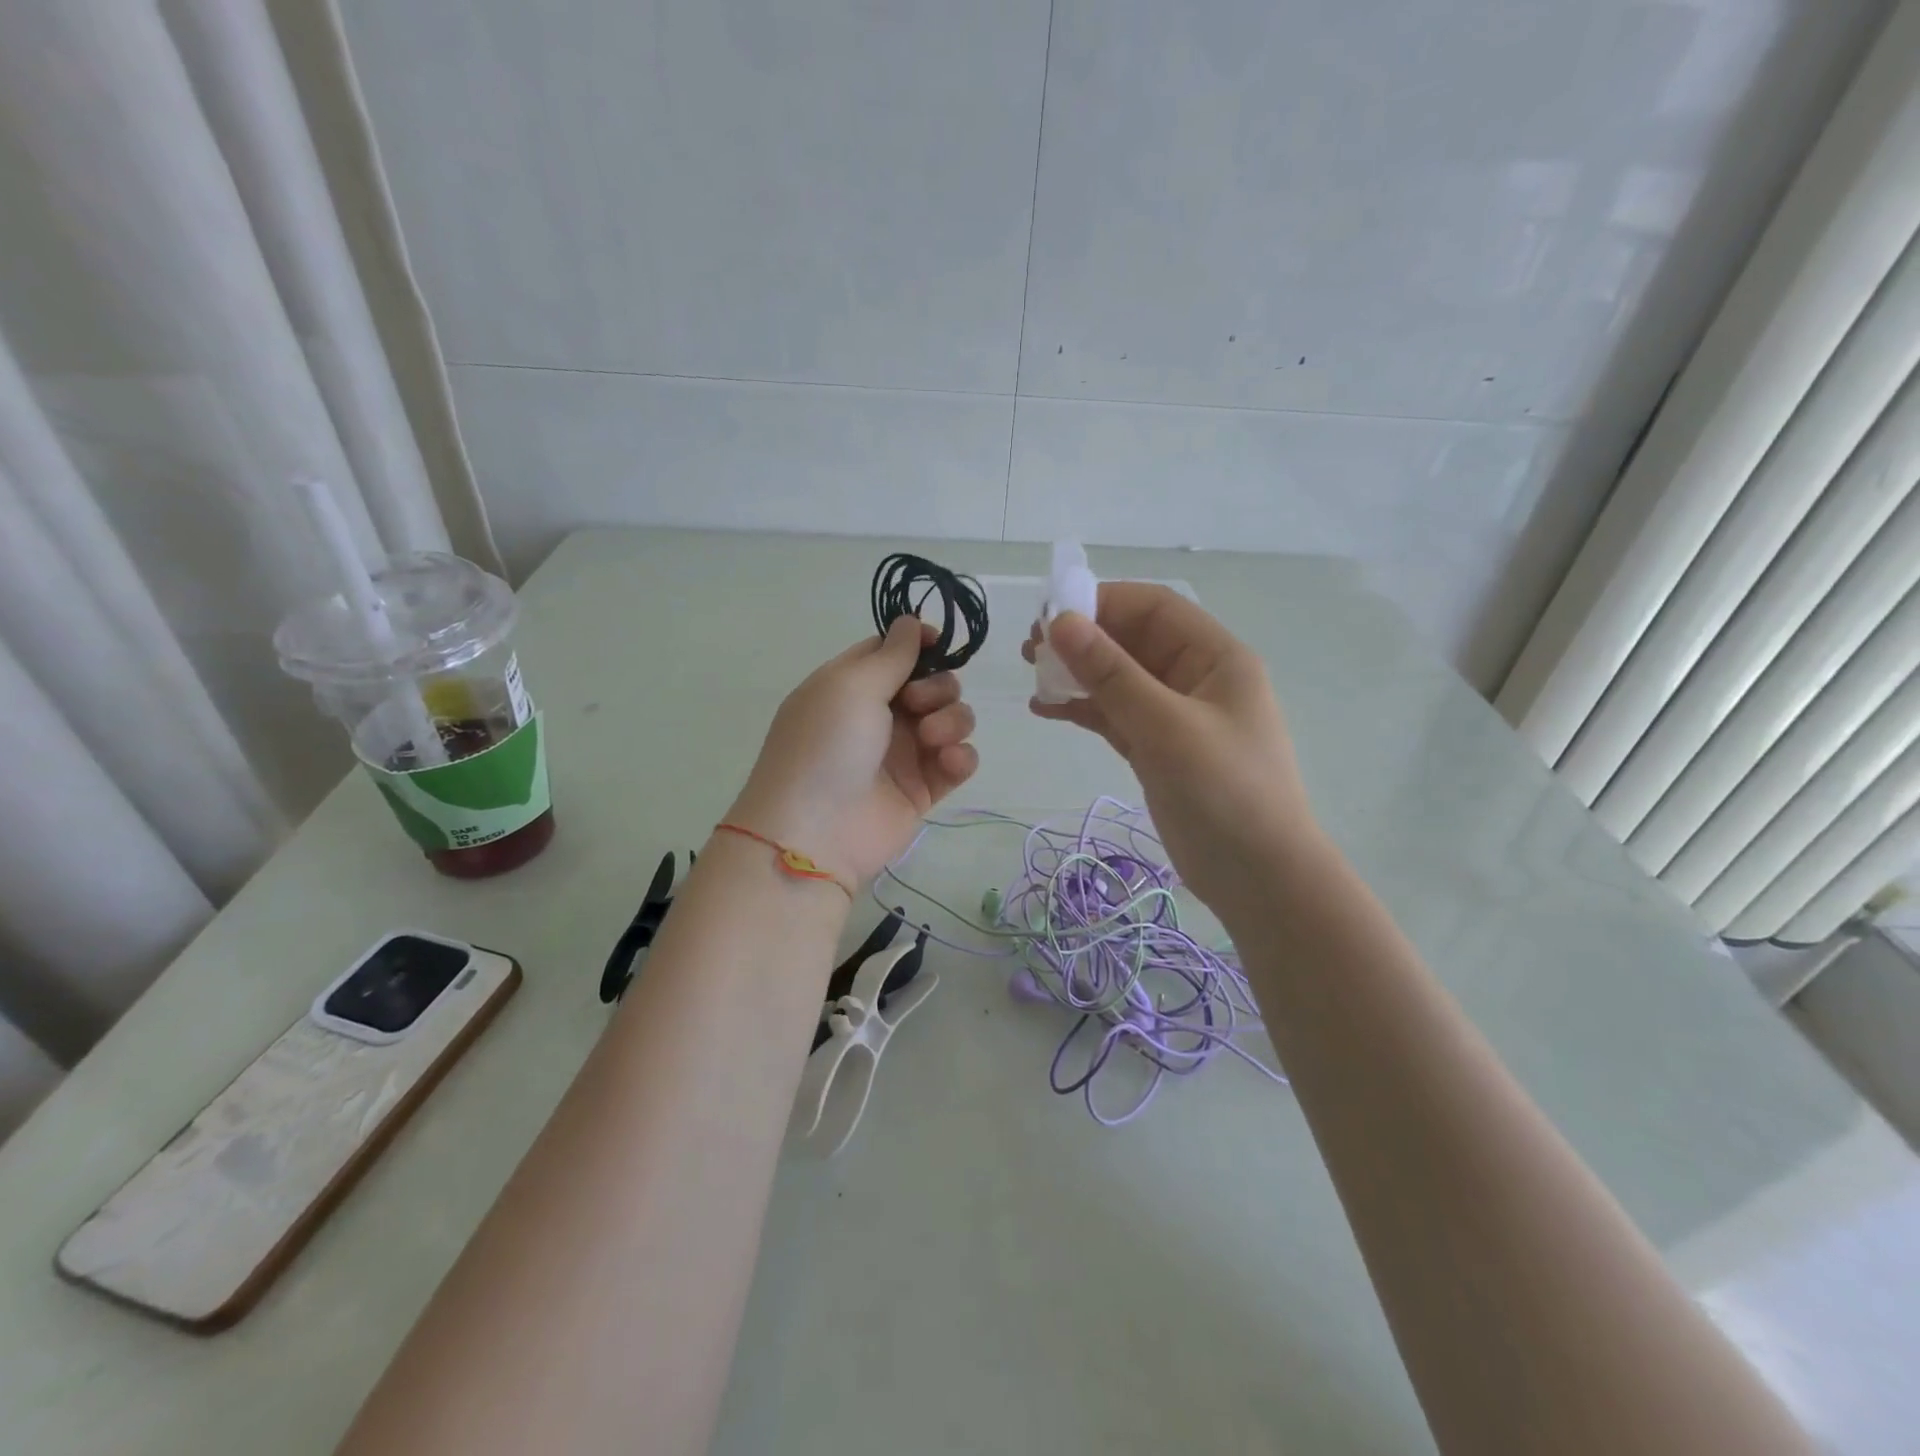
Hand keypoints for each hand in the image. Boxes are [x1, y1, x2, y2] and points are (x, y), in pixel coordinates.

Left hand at [729, 616, 979, 885]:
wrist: (816, 832)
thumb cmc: (827, 745)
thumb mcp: (851, 685)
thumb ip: (891, 654)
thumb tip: (911, 620)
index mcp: (851, 686)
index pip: (891, 653)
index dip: (919, 644)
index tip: (939, 643)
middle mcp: (878, 716)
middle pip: (930, 683)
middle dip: (937, 687)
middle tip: (917, 704)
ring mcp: (903, 753)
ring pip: (951, 719)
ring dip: (952, 720)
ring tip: (932, 739)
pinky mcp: (923, 788)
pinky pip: (958, 760)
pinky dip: (960, 756)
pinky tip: (948, 761)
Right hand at [1024, 583, 1320, 922]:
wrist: (1259, 878)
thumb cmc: (1224, 791)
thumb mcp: (1166, 727)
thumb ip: (1111, 674)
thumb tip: (1059, 623)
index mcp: (1215, 657)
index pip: (1154, 608)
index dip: (1102, 603)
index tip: (1049, 616)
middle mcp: (1196, 678)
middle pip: (1133, 641)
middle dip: (1083, 640)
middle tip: (1031, 649)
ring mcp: (1175, 717)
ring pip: (1119, 680)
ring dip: (1078, 674)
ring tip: (1032, 676)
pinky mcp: (1158, 751)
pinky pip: (1115, 716)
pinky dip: (1083, 710)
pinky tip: (1046, 709)